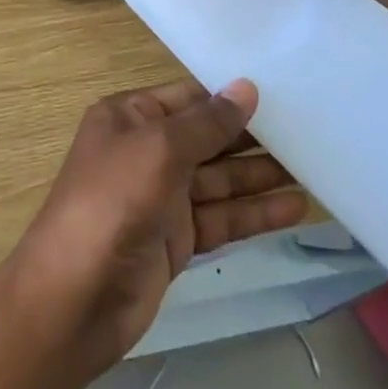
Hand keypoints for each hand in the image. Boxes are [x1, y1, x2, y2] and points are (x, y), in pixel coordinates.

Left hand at [6, 79, 304, 370]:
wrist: (74, 300)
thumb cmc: (112, 203)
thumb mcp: (160, 149)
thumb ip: (207, 122)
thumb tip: (247, 88)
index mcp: (131, 117)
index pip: (189, 97)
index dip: (230, 97)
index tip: (281, 91)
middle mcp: (146, 151)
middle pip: (208, 138)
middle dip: (252, 137)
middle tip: (309, 131)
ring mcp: (162, 197)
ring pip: (220, 179)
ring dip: (260, 176)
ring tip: (313, 169)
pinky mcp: (176, 240)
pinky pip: (221, 217)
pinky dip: (254, 213)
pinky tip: (294, 208)